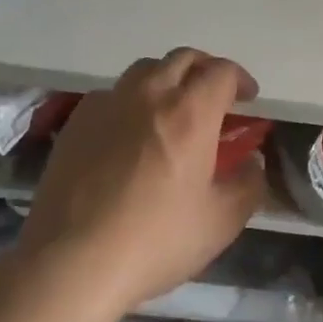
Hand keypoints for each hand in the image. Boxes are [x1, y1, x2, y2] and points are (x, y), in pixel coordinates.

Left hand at [18, 48, 265, 314]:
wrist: (70, 262)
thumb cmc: (155, 241)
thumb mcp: (221, 223)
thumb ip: (248, 185)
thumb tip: (252, 162)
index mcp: (191, 113)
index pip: (222, 72)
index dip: (240, 79)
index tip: (248, 100)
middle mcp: (151, 94)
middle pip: (184, 58)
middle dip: (206, 70)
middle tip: (214, 97)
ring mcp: (109, 103)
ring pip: (146, 69)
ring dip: (168, 78)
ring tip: (172, 108)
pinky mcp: (78, 120)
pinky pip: (113, 93)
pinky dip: (132, 100)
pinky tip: (130, 132)